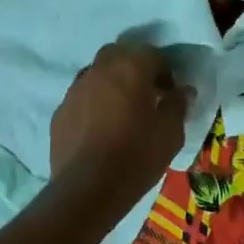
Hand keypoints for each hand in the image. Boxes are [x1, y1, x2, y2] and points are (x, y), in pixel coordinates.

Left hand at [47, 41, 188, 220]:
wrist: (87, 189)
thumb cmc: (136, 156)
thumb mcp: (170, 134)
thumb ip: (177, 105)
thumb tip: (183, 91)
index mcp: (130, 68)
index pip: (152, 54)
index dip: (165, 71)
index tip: (170, 93)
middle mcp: (99, 70)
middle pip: (119, 55)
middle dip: (133, 67)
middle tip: (145, 94)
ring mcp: (75, 89)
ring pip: (96, 73)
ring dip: (111, 83)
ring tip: (120, 110)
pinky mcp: (60, 111)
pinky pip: (81, 97)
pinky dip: (92, 103)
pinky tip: (99, 127)